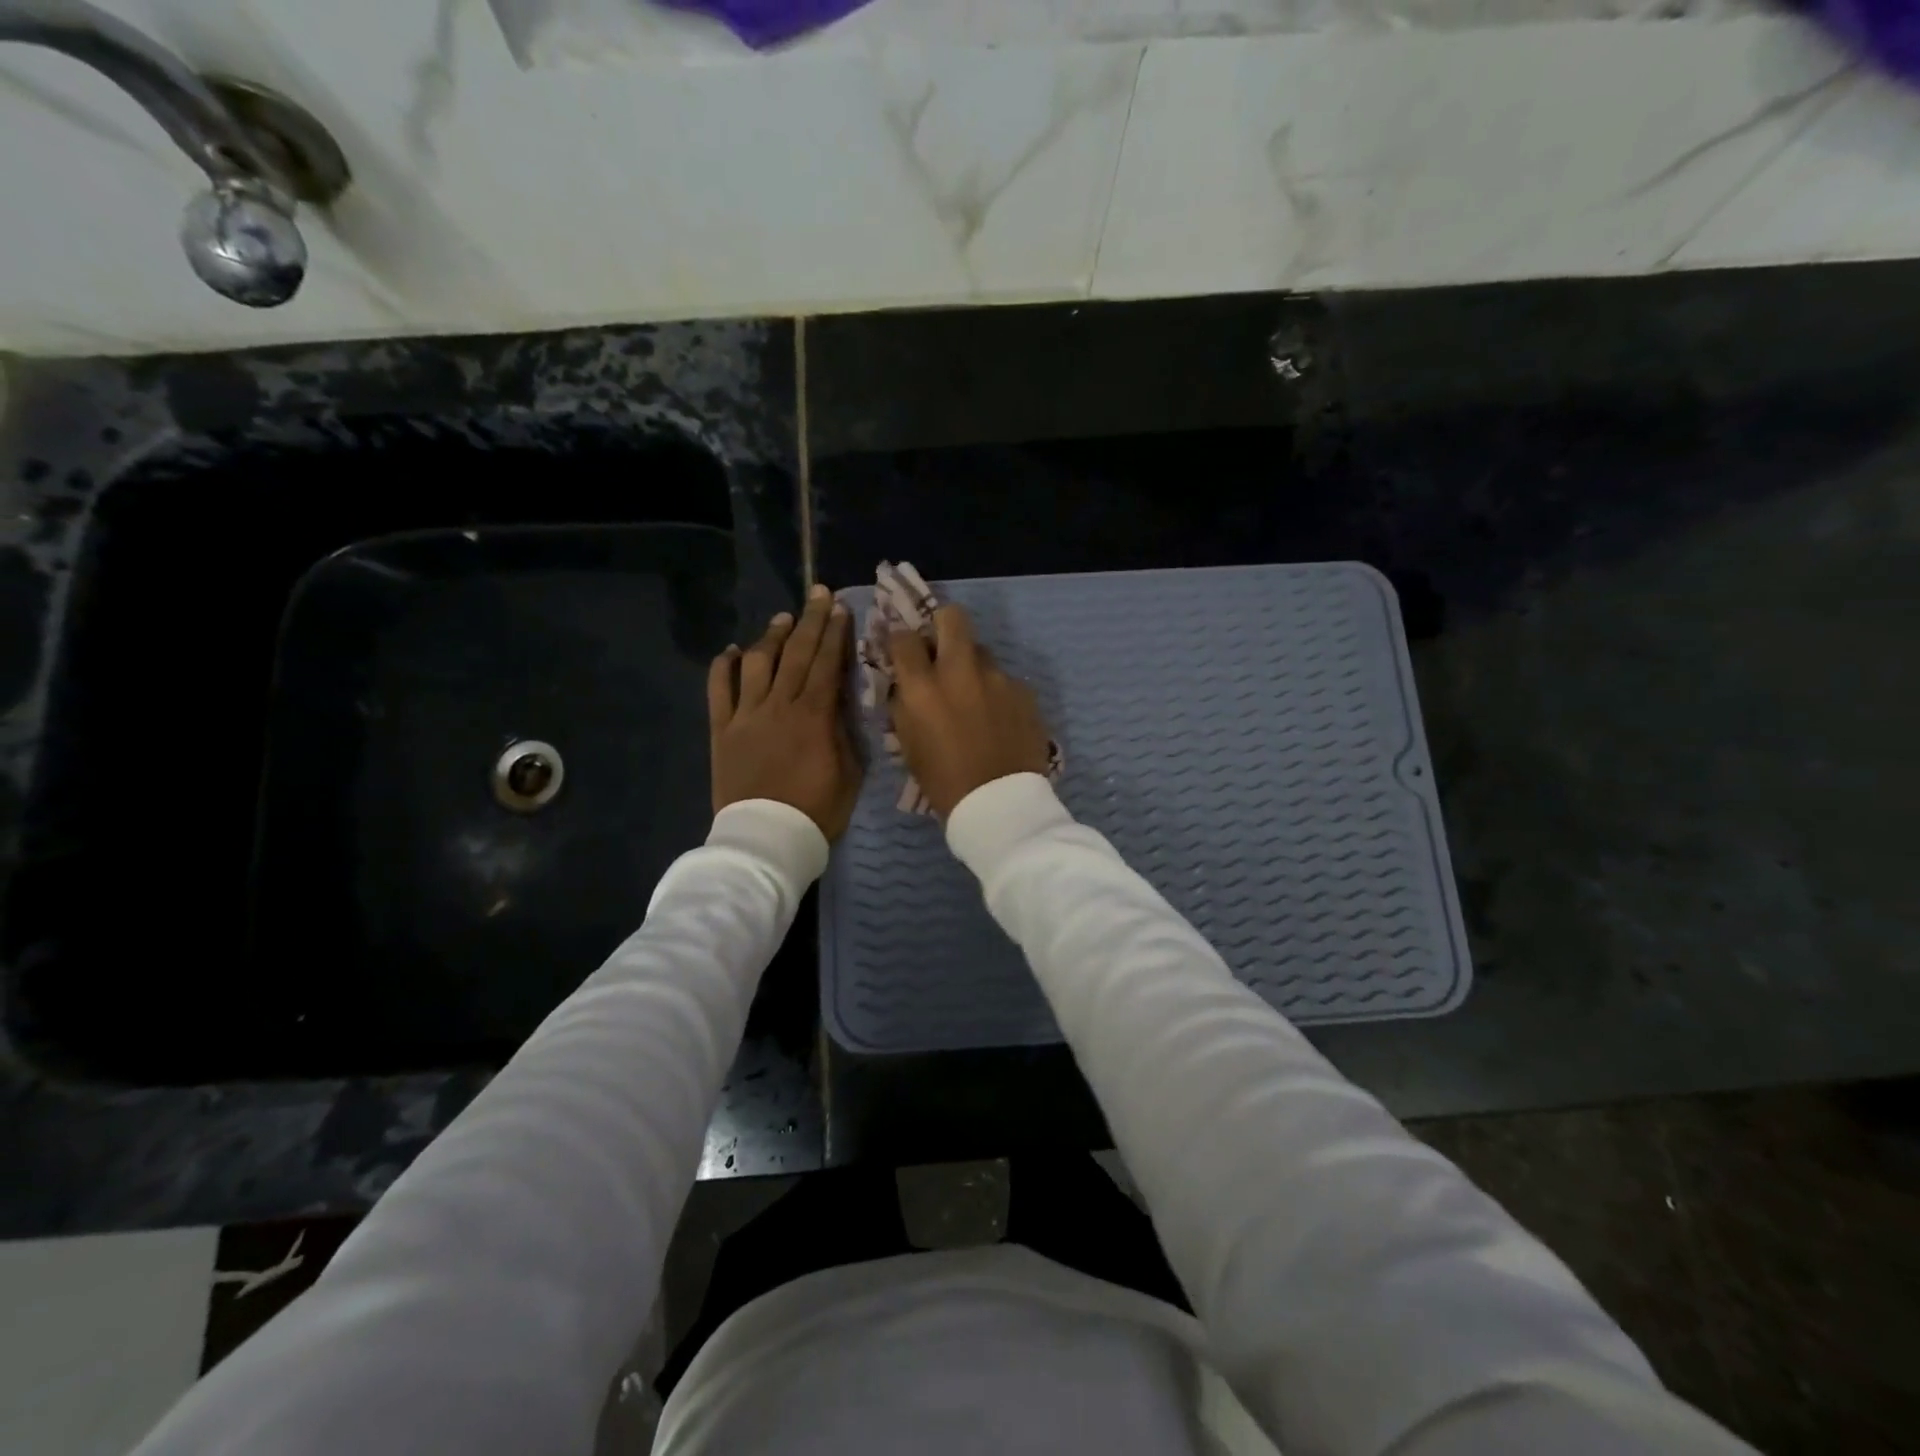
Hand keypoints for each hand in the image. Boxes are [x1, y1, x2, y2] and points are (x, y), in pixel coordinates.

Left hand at [708, 585, 861, 840]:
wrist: (766, 839)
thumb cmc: (816, 811)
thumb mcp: (849, 773)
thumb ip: (844, 732)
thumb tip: (839, 701)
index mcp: (814, 716)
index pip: (826, 664)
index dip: (834, 634)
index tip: (840, 608)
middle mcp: (778, 706)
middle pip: (795, 654)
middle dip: (809, 621)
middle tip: (818, 594)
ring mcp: (746, 716)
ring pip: (757, 663)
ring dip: (770, 637)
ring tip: (782, 618)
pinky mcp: (722, 730)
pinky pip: (719, 691)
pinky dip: (723, 667)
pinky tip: (731, 652)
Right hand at [888, 604, 1051, 818]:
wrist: (1000, 805)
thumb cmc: (944, 782)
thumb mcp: (909, 745)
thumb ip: (905, 705)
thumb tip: (906, 683)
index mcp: (923, 688)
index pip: (904, 638)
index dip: (900, 640)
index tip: (903, 649)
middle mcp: (960, 672)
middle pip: (952, 617)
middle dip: (942, 625)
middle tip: (941, 647)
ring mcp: (997, 678)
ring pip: (981, 651)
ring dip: (972, 664)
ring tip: (974, 695)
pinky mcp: (1024, 691)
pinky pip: (1005, 679)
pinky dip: (996, 691)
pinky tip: (998, 718)